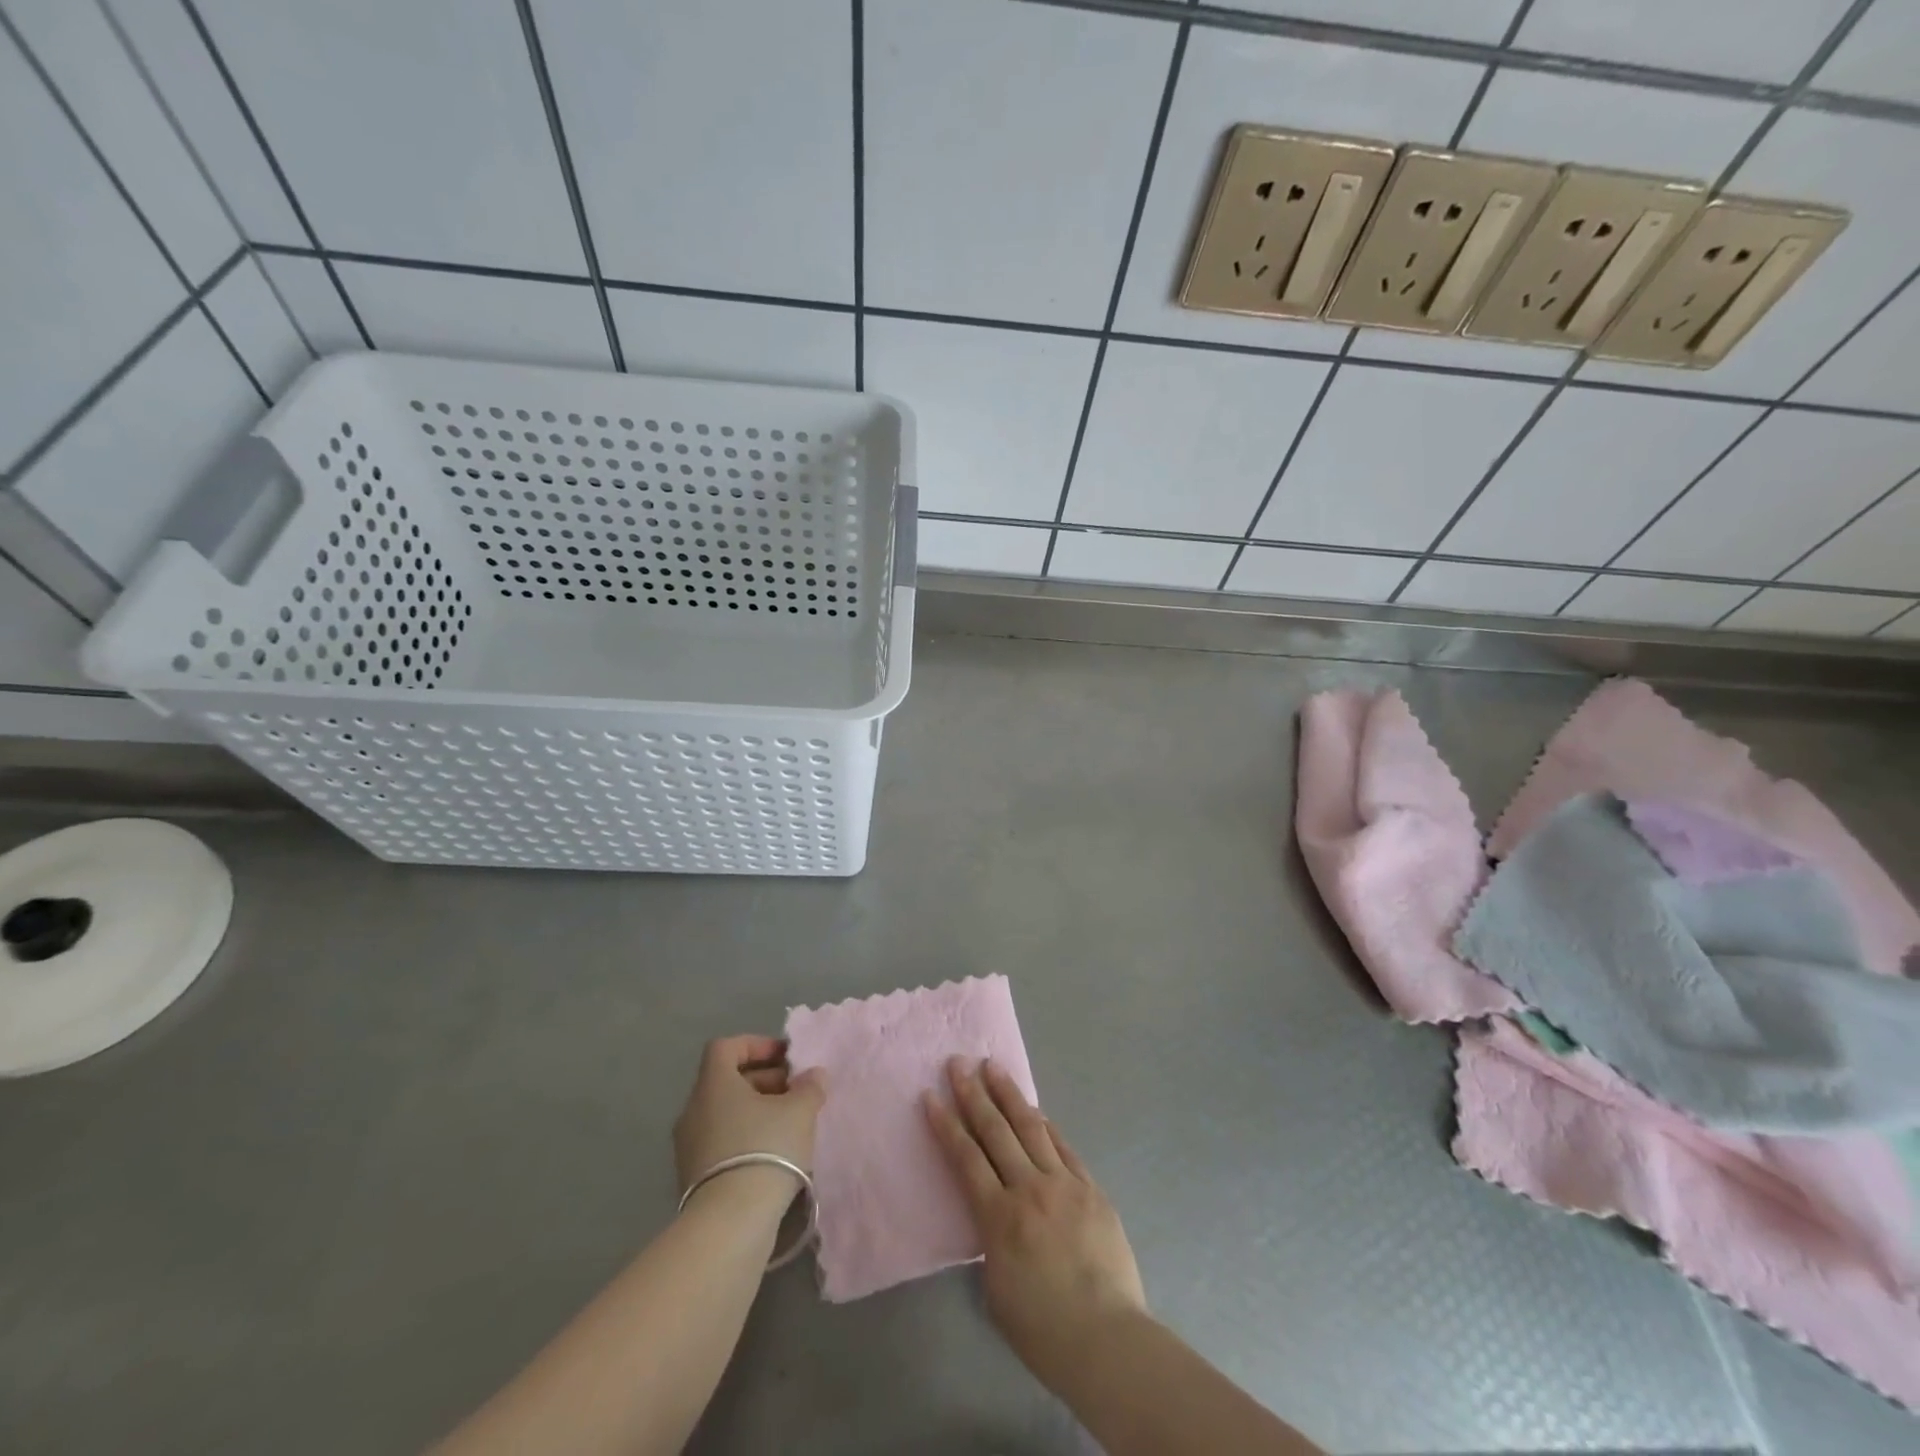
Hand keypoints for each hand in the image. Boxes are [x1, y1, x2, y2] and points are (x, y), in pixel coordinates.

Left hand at [673, 1035, 825, 1196]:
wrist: (730, 1223)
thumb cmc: (766, 1149)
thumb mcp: (800, 1111)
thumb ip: (809, 1087)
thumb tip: (813, 1076)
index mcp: (714, 1084)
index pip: (726, 1047)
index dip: (756, 1045)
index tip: (785, 1058)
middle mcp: (694, 1109)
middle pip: (727, 1080)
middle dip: (764, 1080)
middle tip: (795, 1091)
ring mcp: (689, 1146)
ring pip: (725, 1113)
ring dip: (756, 1110)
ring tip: (789, 1124)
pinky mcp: (693, 1177)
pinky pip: (720, 1141)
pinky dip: (745, 1137)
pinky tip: (773, 1153)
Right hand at [924, 1057, 1146, 1390]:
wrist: (1108, 1340)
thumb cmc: (1043, 1330)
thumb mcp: (996, 1287)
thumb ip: (991, 1240)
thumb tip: (996, 1213)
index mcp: (999, 1218)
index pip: (965, 1158)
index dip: (946, 1125)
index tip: (931, 1095)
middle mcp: (1029, 1189)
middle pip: (995, 1131)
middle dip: (973, 1094)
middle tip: (958, 1063)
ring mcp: (1064, 1184)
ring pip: (1031, 1127)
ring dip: (1009, 1095)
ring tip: (993, 1067)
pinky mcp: (1091, 1189)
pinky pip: (1063, 1147)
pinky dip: (1046, 1125)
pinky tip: (1035, 1110)